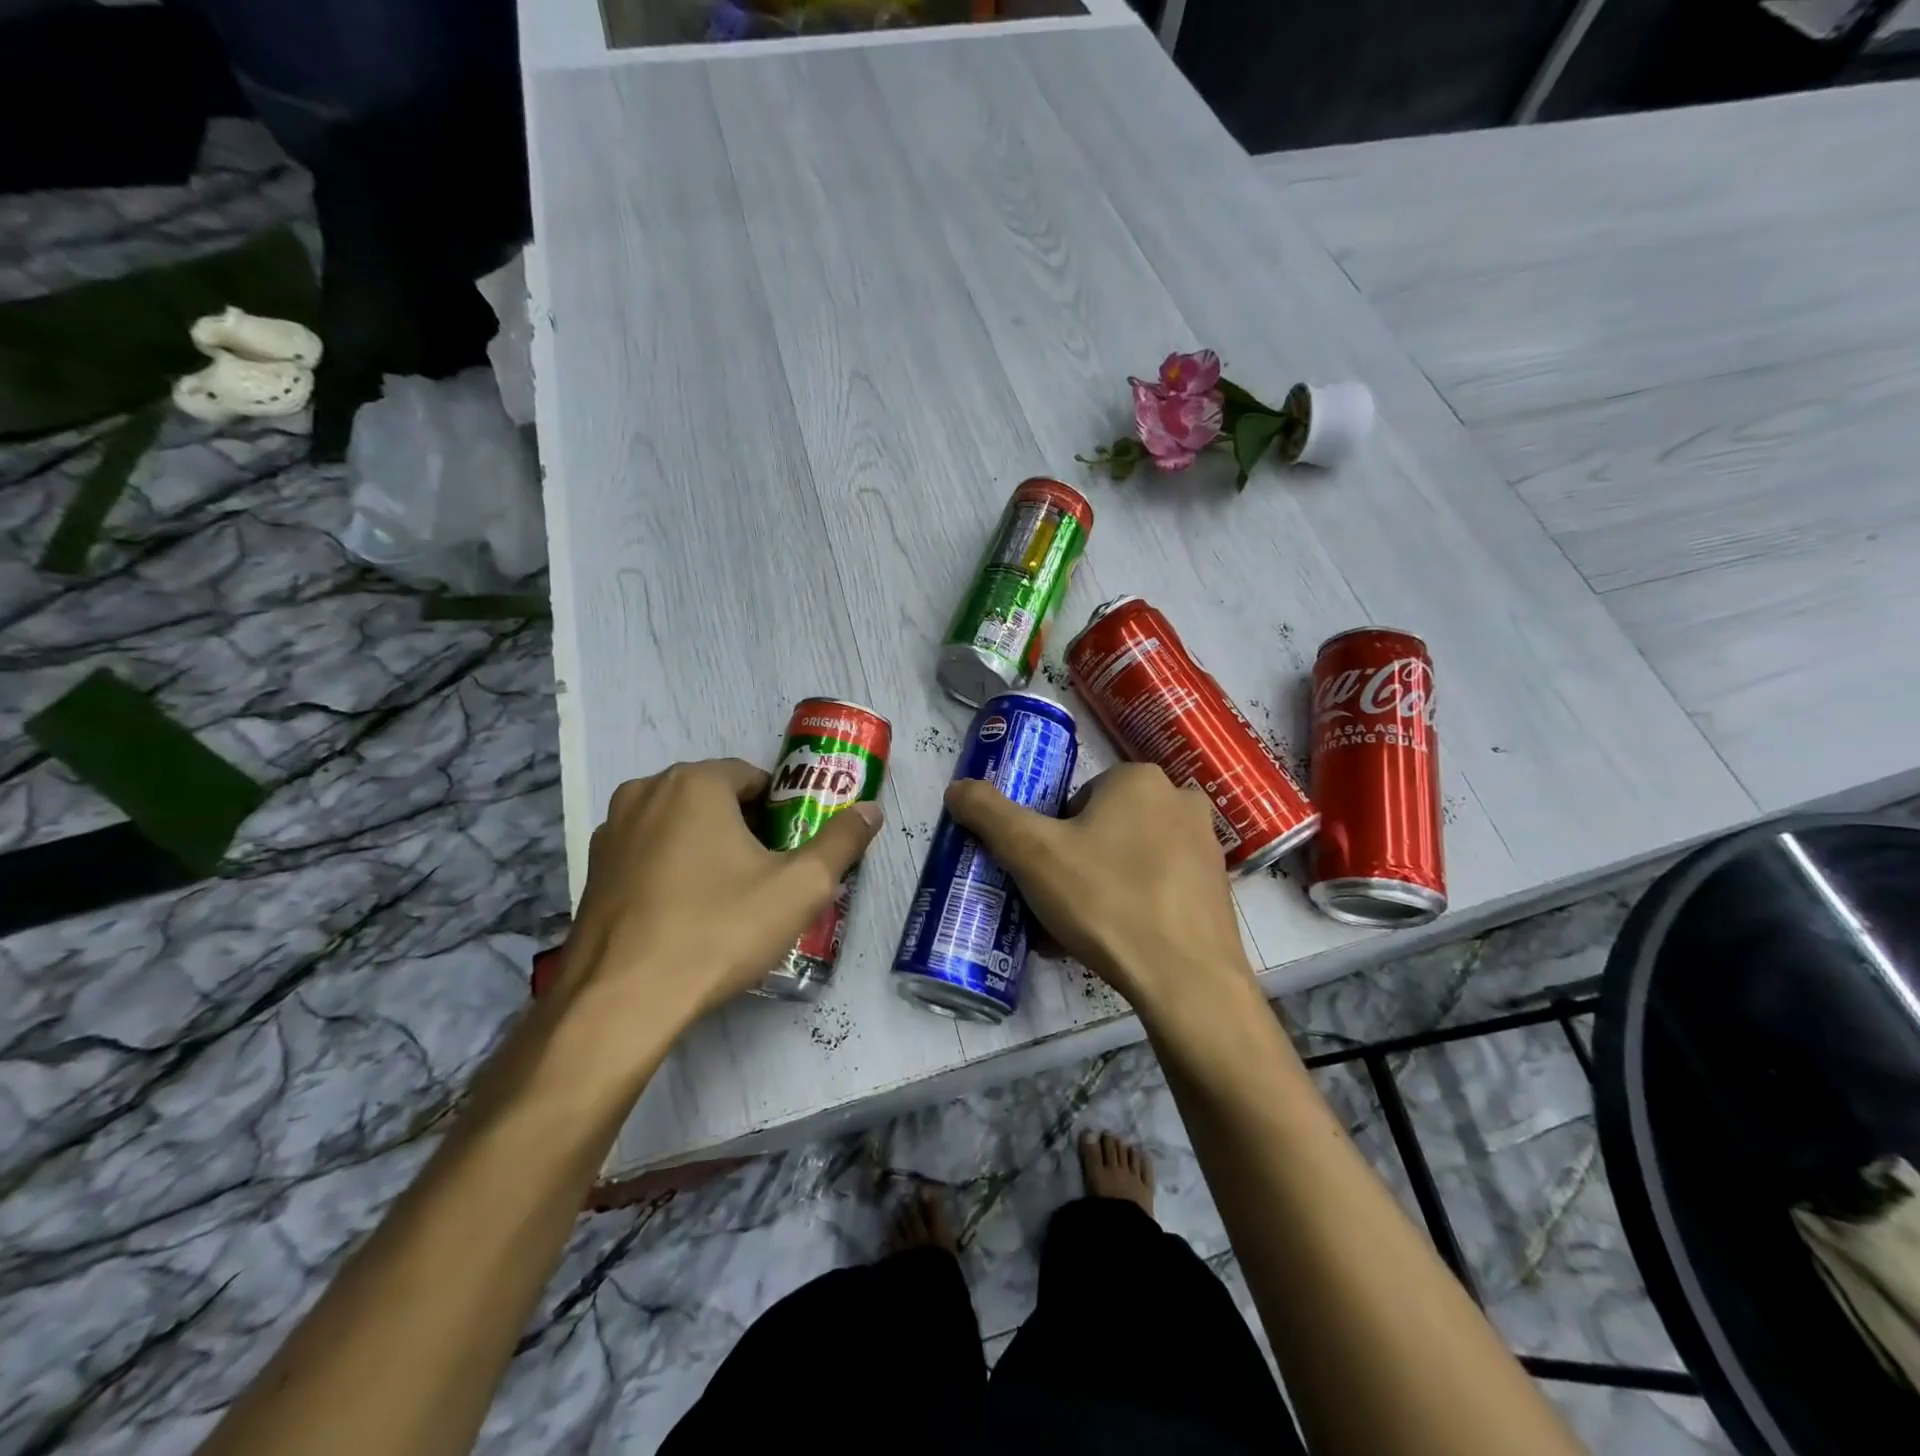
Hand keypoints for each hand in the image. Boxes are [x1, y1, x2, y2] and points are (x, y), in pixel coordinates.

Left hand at [557, 759, 882, 1035]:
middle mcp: (646, 791)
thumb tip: (872, 809)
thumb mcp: (799, 887)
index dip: (783, 812)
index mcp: (695, 782)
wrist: (622, 1002)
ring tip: (729, 899)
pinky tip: (686, 915)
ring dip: (708, 848)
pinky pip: (649, 853)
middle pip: (716, 798)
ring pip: (680, 825)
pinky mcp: (592, 869)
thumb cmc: (718, 931)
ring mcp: (611, 830)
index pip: (755, 778)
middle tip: (769, 877)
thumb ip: (842, 841)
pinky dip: (673, 870)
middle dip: (746, 829)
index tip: (793, 851)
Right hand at [944, 763, 1255, 1024]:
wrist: (1187, 982)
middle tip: (1058, 906)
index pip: (1076, 801)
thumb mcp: (1032, 853)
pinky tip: (1116, 944)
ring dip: (1100, 887)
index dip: (1052, 838)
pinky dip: (1133, 906)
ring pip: (1130, 859)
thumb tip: (956, 788)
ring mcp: (1205, 845)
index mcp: (1138, 779)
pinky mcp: (1217, 888)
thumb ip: (989, 813)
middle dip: (1075, 864)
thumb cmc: (1106, 901)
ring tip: (1080, 932)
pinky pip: (1159, 887)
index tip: (1045, 876)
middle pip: (1103, 828)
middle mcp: (1179, 800)